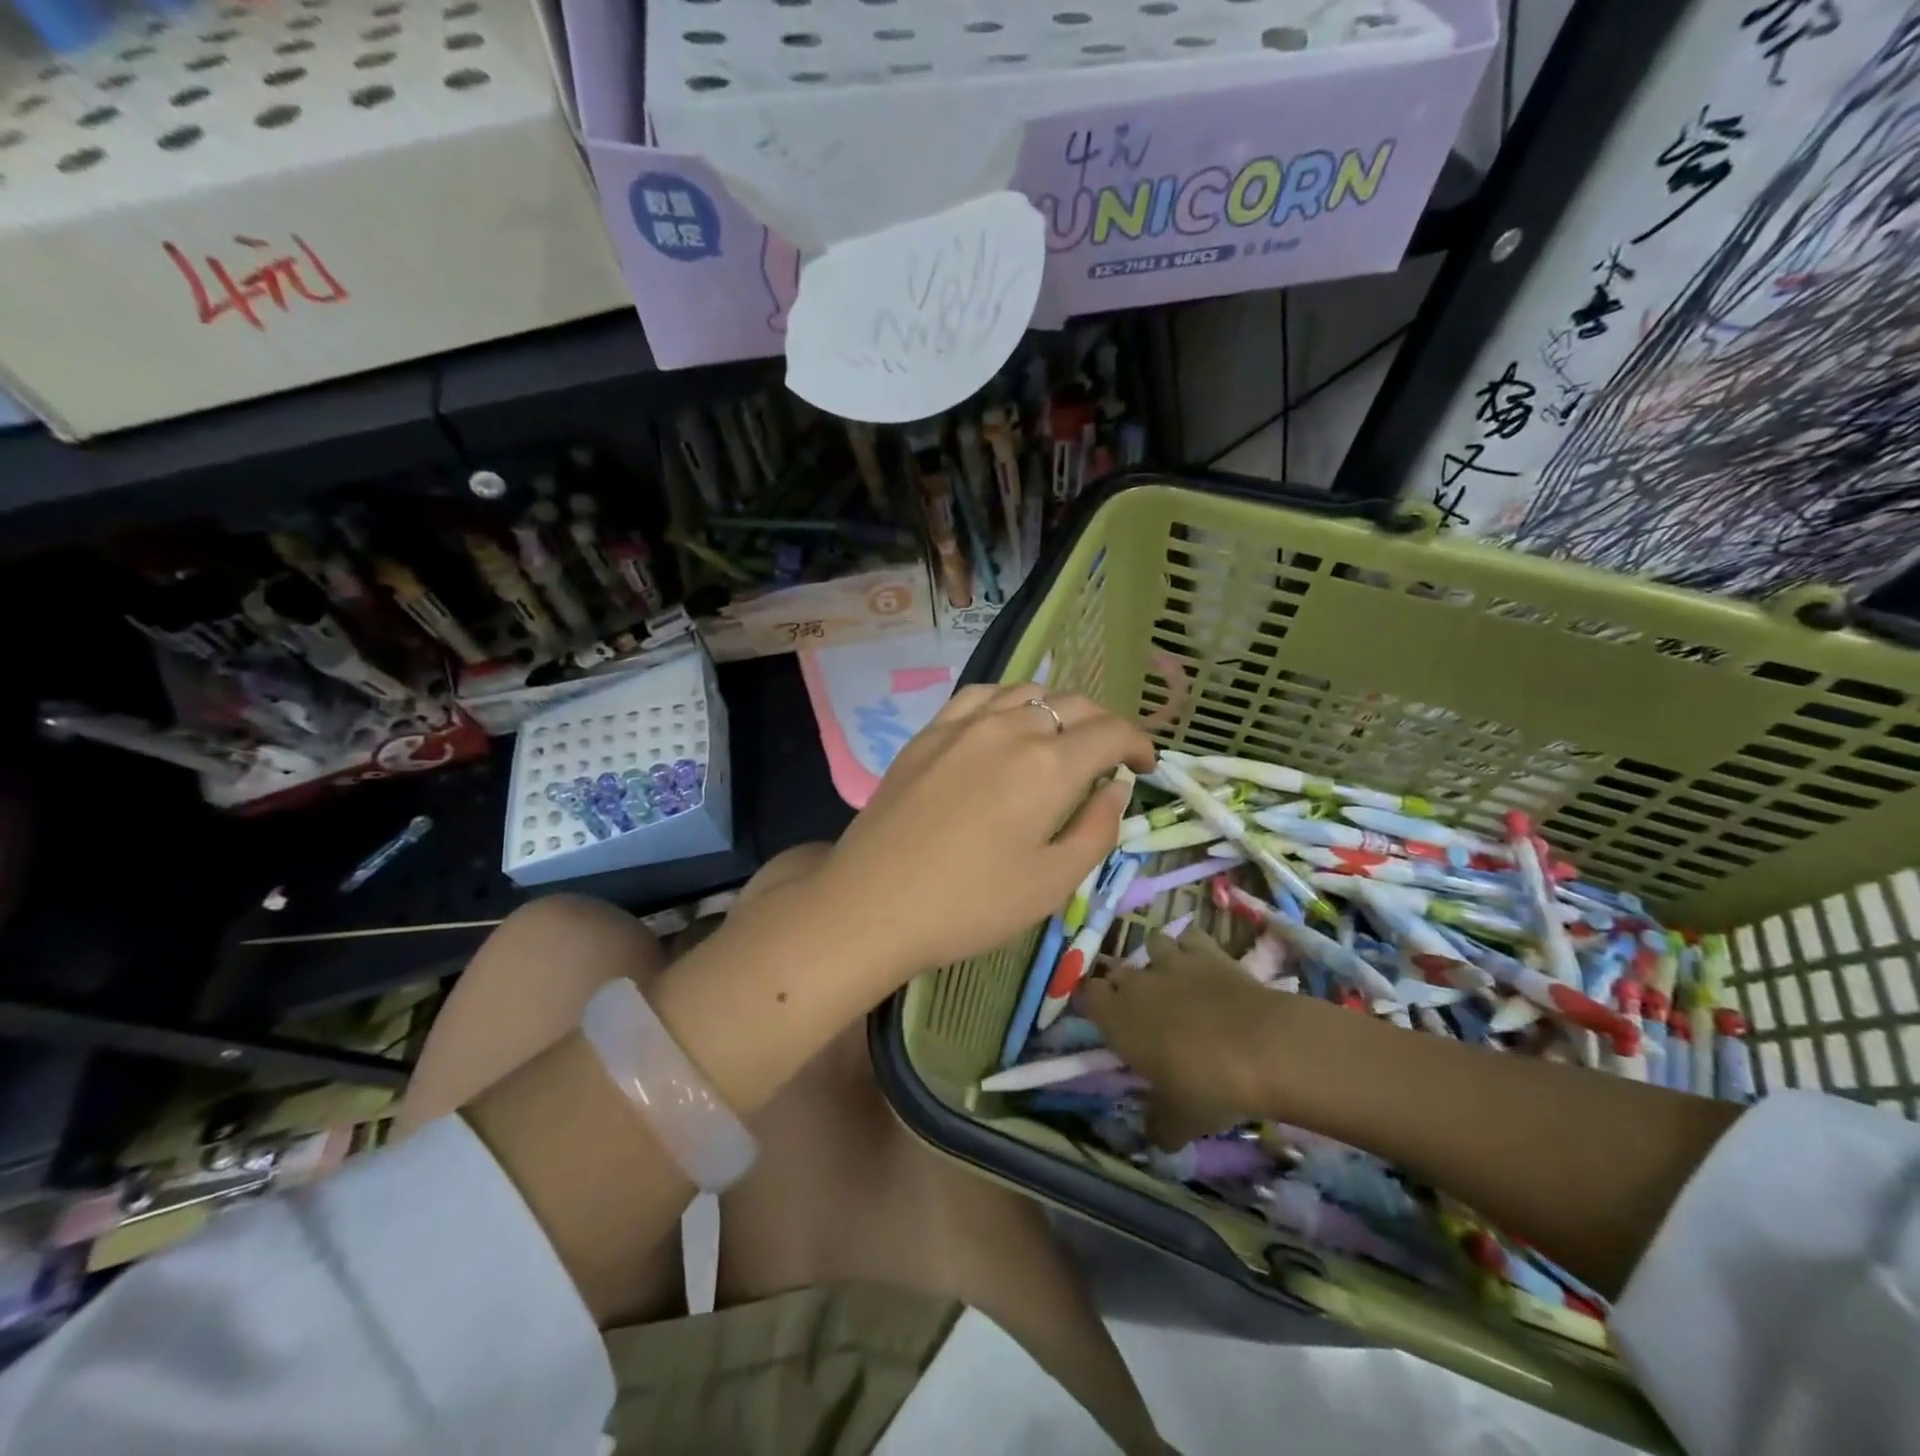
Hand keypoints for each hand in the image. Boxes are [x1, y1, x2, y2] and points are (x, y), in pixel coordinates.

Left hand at [818, 682, 1156, 980]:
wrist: (871, 904)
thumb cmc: (970, 904)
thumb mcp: (1052, 883)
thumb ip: (1096, 829)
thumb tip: (1115, 788)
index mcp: (1049, 766)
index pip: (1111, 732)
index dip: (1139, 744)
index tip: (1145, 766)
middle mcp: (1010, 728)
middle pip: (1073, 704)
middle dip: (1104, 725)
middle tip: (1111, 757)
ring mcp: (963, 724)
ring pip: (1027, 691)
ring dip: (1059, 709)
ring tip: (1063, 738)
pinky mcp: (929, 732)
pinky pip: (980, 696)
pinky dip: (1009, 701)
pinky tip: (1007, 723)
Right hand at [1082, 928, 1281, 1148]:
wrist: (1262, 1047)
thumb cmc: (1206, 1086)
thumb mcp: (1178, 1121)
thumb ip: (1159, 1126)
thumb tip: (1156, 1137)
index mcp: (1117, 1019)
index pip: (1087, 996)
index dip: (1094, 1003)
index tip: (1106, 1019)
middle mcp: (1136, 983)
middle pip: (1118, 971)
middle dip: (1126, 984)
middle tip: (1144, 1009)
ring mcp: (1171, 961)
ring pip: (1151, 945)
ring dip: (1157, 959)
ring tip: (1172, 979)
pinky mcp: (1206, 951)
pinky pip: (1189, 938)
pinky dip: (1192, 948)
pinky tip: (1203, 965)